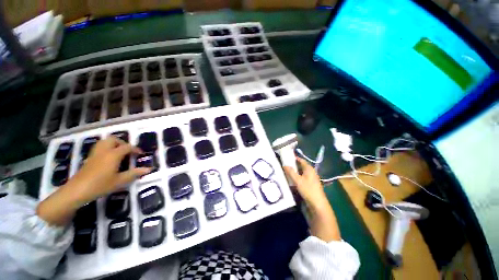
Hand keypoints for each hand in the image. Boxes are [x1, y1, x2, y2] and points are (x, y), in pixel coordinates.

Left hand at [69, 137, 150, 204]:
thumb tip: (149, 169)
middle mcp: (104, 151)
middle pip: (113, 139)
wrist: (77, 191)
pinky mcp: (89, 158)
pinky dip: (106, 148)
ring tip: (119, 153)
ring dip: (113, 144)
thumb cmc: (100, 185)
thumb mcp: (120, 181)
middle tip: (128, 151)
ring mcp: (95, 154)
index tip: (140, 154)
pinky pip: (99, 147)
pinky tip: (108, 158)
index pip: (127, 147)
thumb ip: (134, 173)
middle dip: (122, 143)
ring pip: (104, 142)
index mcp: (113, 155)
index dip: (135, 149)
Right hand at [283, 157, 328, 208]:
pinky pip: (303, 177)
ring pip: (302, 172)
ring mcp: (312, 178)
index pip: (301, 160)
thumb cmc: (308, 190)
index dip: (295, 158)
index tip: (287, 157)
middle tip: (285, 165)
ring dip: (295, 172)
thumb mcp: (297, 180)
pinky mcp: (311, 184)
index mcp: (309, 169)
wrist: (318, 204)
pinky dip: (298, 177)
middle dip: (294, 165)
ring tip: (287, 172)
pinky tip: (292, 180)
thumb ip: (291, 172)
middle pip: (301, 166)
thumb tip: (285, 165)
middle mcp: (311, 172)